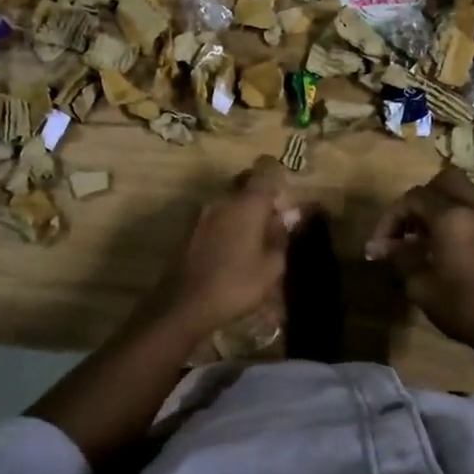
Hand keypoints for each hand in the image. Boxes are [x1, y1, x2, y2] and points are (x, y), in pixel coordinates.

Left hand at [143, 157, 302, 339]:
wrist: (184, 304)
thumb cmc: (236, 285)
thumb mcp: (271, 267)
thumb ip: (281, 236)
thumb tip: (289, 216)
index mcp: (246, 203)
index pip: (265, 169)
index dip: (277, 175)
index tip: (285, 196)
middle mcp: (222, 200)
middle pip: (245, 183)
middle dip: (261, 196)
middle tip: (273, 222)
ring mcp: (200, 213)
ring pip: (228, 201)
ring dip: (242, 213)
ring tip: (253, 242)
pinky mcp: (187, 229)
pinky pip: (215, 217)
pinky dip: (227, 225)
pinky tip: (231, 251)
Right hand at [366, 165, 473, 352]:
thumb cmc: (464, 307)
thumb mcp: (421, 286)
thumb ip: (399, 257)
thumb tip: (377, 247)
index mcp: (452, 218)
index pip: (413, 198)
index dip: (391, 217)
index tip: (381, 244)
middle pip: (443, 181)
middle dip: (420, 200)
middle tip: (408, 228)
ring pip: (463, 193)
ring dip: (441, 207)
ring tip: (427, 239)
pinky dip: (459, 218)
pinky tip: (451, 249)